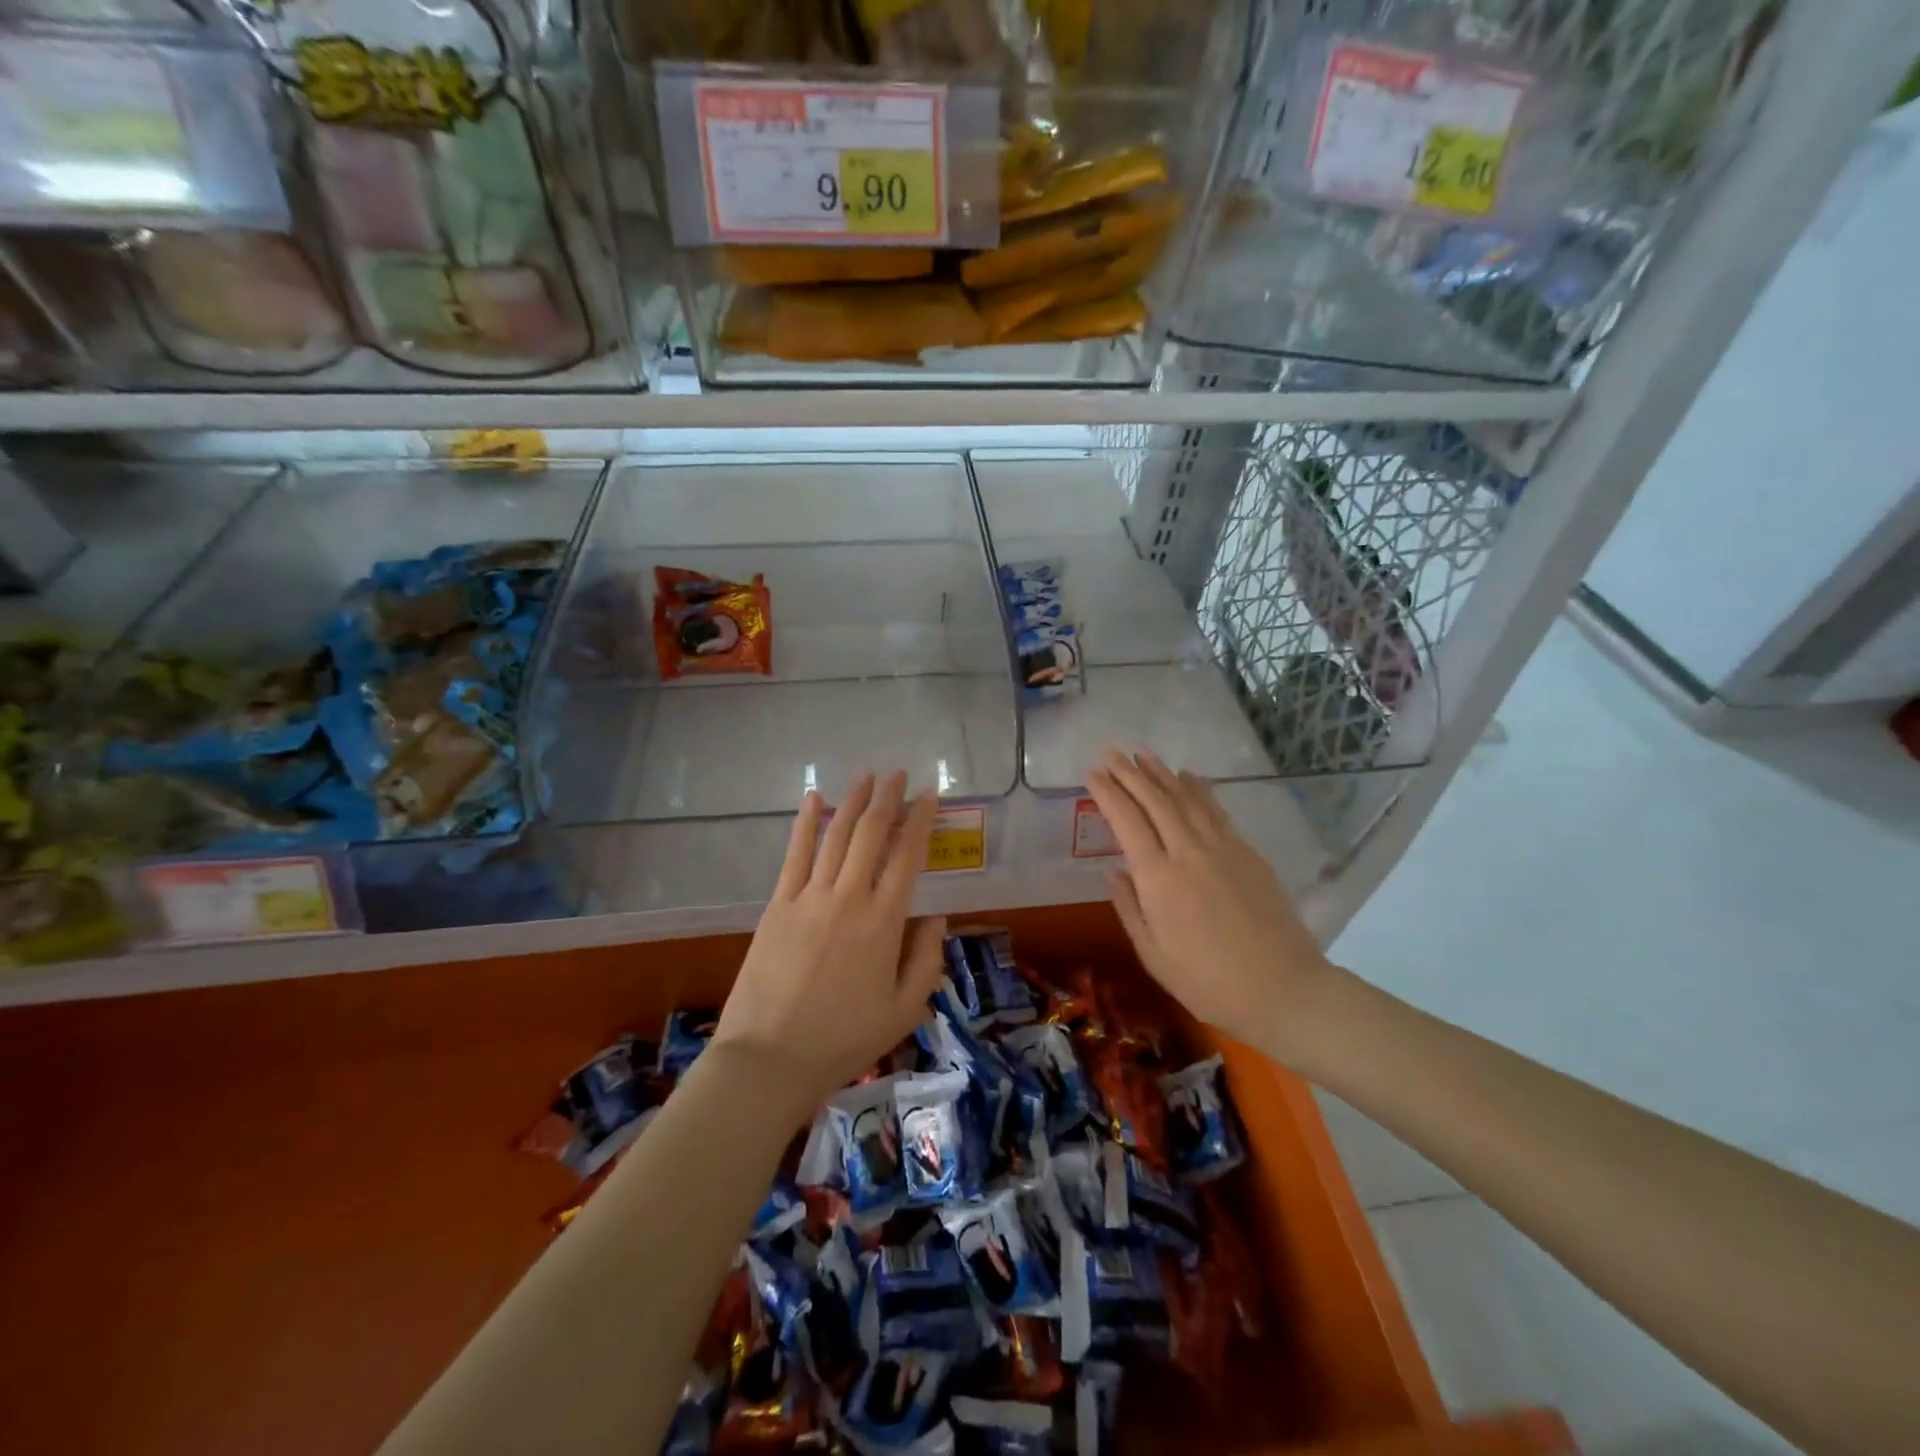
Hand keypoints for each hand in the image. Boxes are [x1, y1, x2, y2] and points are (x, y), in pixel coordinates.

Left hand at [711, 772, 946, 1118]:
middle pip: (871, 834)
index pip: (908, 857)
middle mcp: (849, 897)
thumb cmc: (844, 1039)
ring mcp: (809, 897)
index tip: (930, 795)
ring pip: (835, 835)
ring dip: (852, 801)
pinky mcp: (778, 904)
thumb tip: (937, 917)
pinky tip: (814, 798)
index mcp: (884, 922)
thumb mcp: (905, 1010)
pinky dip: (806, 823)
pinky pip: (795, 854)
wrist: (771, 1058)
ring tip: (866, 777)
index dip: (921, 821)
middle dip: (887, 799)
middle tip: (897, 774)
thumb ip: (927, 959)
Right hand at [1085, 747, 1334, 1064]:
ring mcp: (1223, 848)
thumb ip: (1129, 907)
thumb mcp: (1153, 954)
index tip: (1092, 773)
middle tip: (1110, 751)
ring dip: (1161, 772)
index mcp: (1159, 879)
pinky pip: (1215, 810)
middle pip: (1155, 800)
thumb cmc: (1208, 982)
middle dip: (1129, 773)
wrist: (1284, 990)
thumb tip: (1114, 870)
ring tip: (1142, 752)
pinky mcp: (1248, 853)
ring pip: (1186, 798)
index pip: (1127, 821)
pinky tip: (1187, 776)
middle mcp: (1188, 852)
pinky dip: (1198, 788)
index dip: (1108, 793)